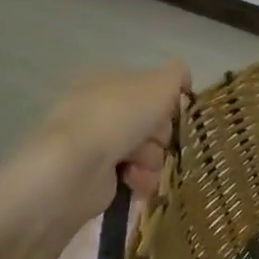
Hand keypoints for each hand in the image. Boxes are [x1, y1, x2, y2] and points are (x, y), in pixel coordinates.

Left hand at [37, 60, 191, 217]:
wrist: (75, 167)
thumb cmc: (118, 117)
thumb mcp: (158, 84)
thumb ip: (176, 76)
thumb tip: (183, 78)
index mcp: (108, 81)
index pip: (149, 89)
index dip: (166, 101)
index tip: (174, 114)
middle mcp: (100, 110)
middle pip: (150, 122)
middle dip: (160, 134)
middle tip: (157, 140)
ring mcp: (96, 145)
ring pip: (145, 151)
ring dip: (153, 160)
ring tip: (142, 166)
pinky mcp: (95, 178)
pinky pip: (132, 177)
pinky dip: (140, 180)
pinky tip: (135, 182)